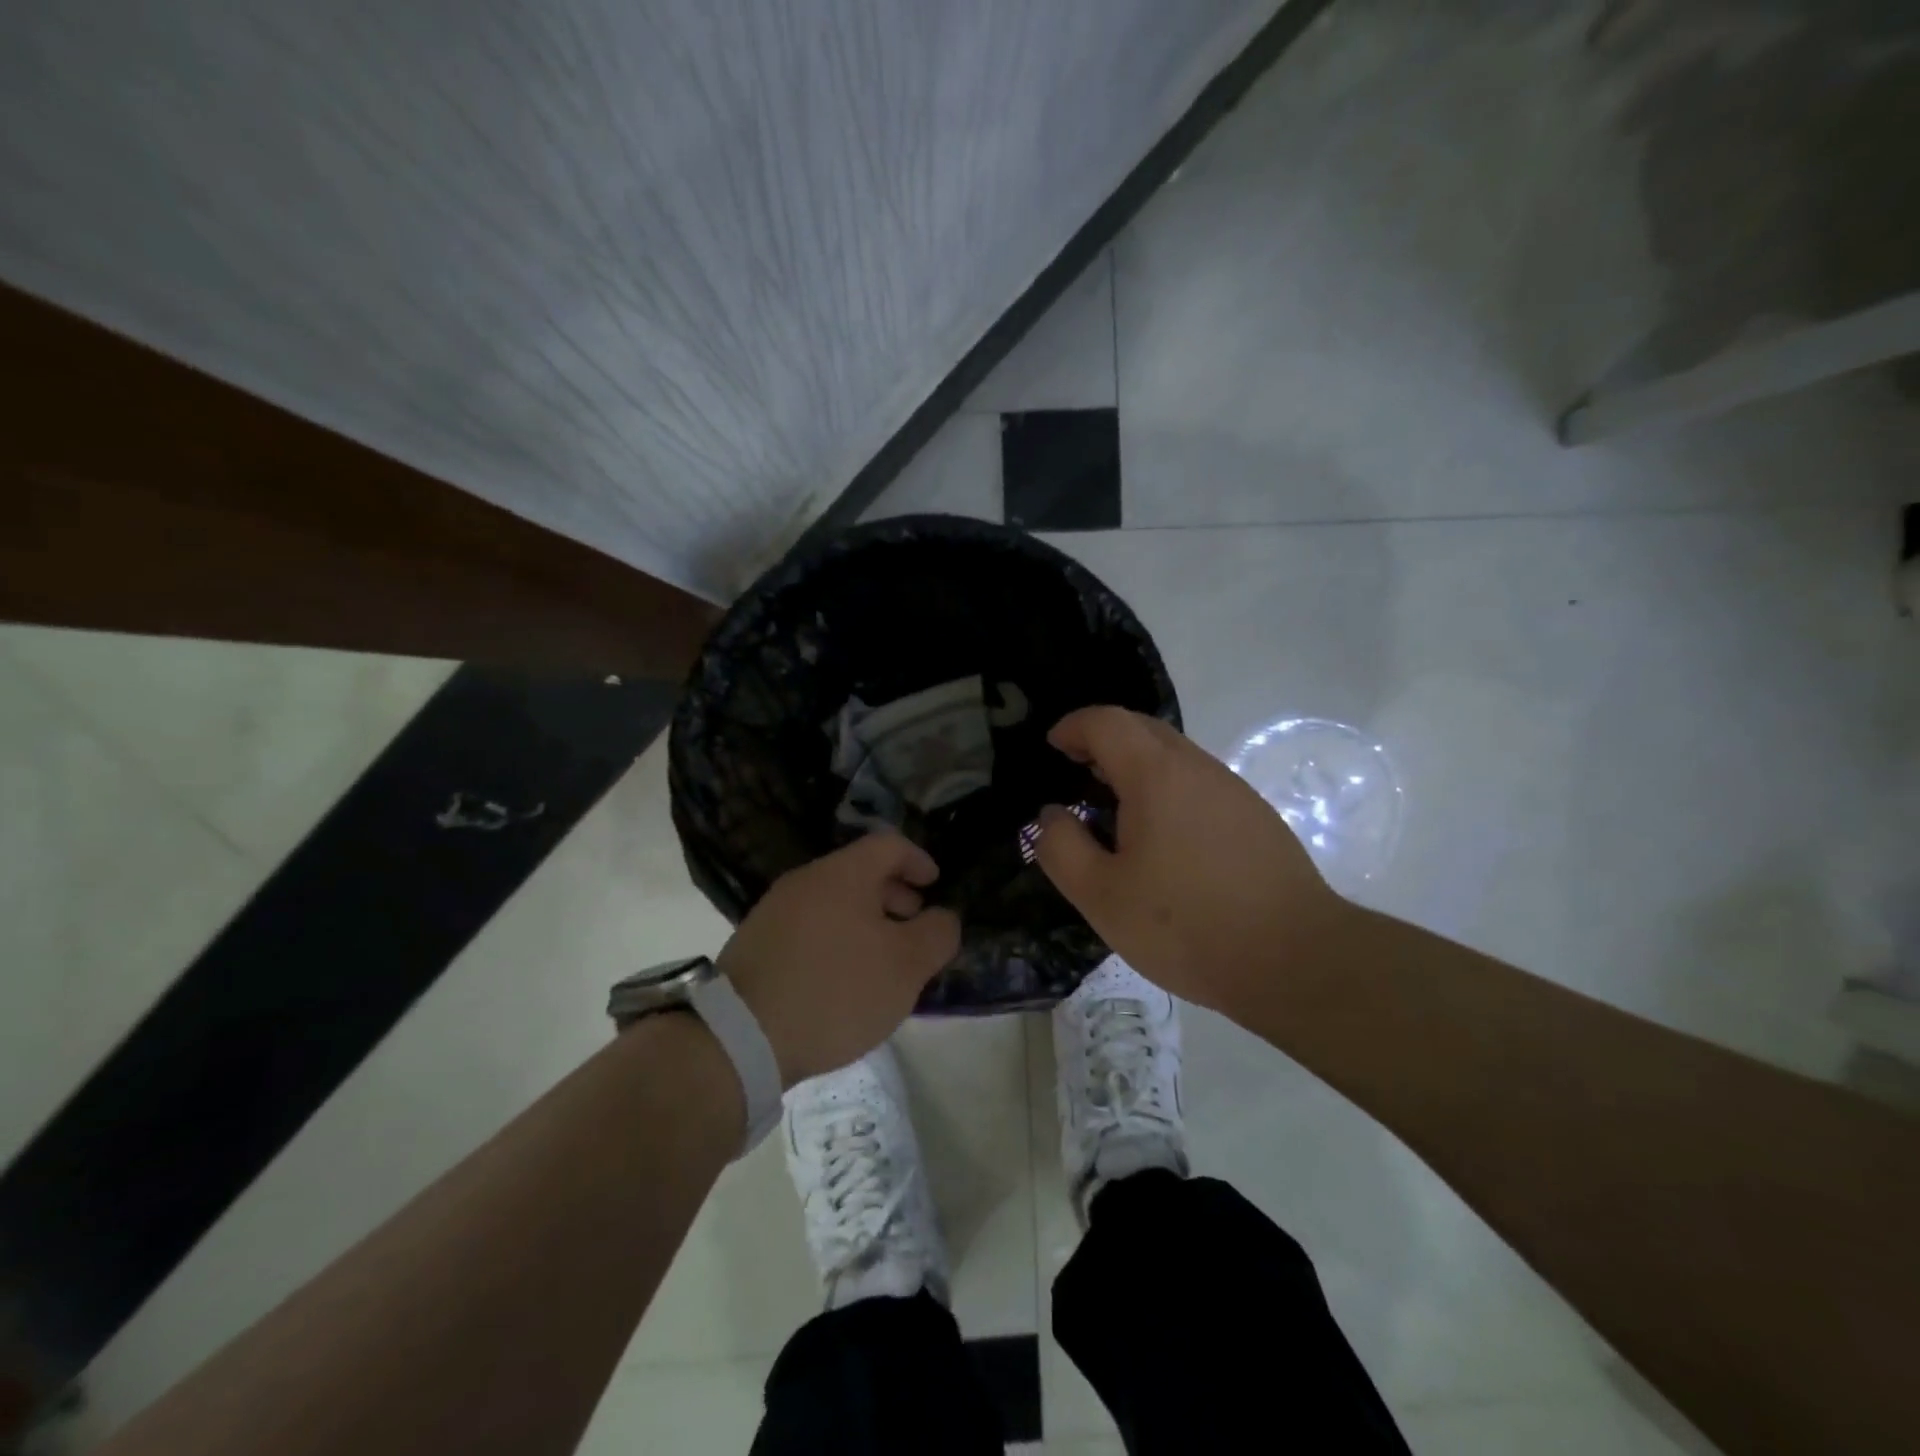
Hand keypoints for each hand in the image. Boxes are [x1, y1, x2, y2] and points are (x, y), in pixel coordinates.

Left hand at [717, 833, 960, 1085]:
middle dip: (894, 894)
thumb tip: (943, 917)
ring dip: (865, 921)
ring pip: (833, 902)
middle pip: (859, 872)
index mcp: (843, 874)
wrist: (740, 1036)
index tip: (935, 886)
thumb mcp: (905, 966)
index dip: (918, 860)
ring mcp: (774, 911)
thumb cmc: (836, 990)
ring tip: (881, 960)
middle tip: (913, 926)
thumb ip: (937, 934)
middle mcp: (806, 881)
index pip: (889, 845)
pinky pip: (809, 927)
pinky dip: (836, 939)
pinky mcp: (755, 944)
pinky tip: (841, 979)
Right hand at [1034, 706, 1349, 1014]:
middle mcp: (1197, 768)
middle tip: (1076, 775)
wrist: (1297, 959)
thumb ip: (1061, 847)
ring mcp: (1233, 790)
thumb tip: (1051, 815)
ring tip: (1113, 812)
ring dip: (1135, 767)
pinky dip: (1165, 790)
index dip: (1073, 727)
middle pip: (1143, 729)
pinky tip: (1161, 840)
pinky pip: (1198, 783)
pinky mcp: (1256, 817)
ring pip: (1174, 756)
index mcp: (1156, 775)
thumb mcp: (1101, 896)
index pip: (1107, 721)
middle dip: (1103, 741)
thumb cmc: (1186, 926)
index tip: (1052, 748)